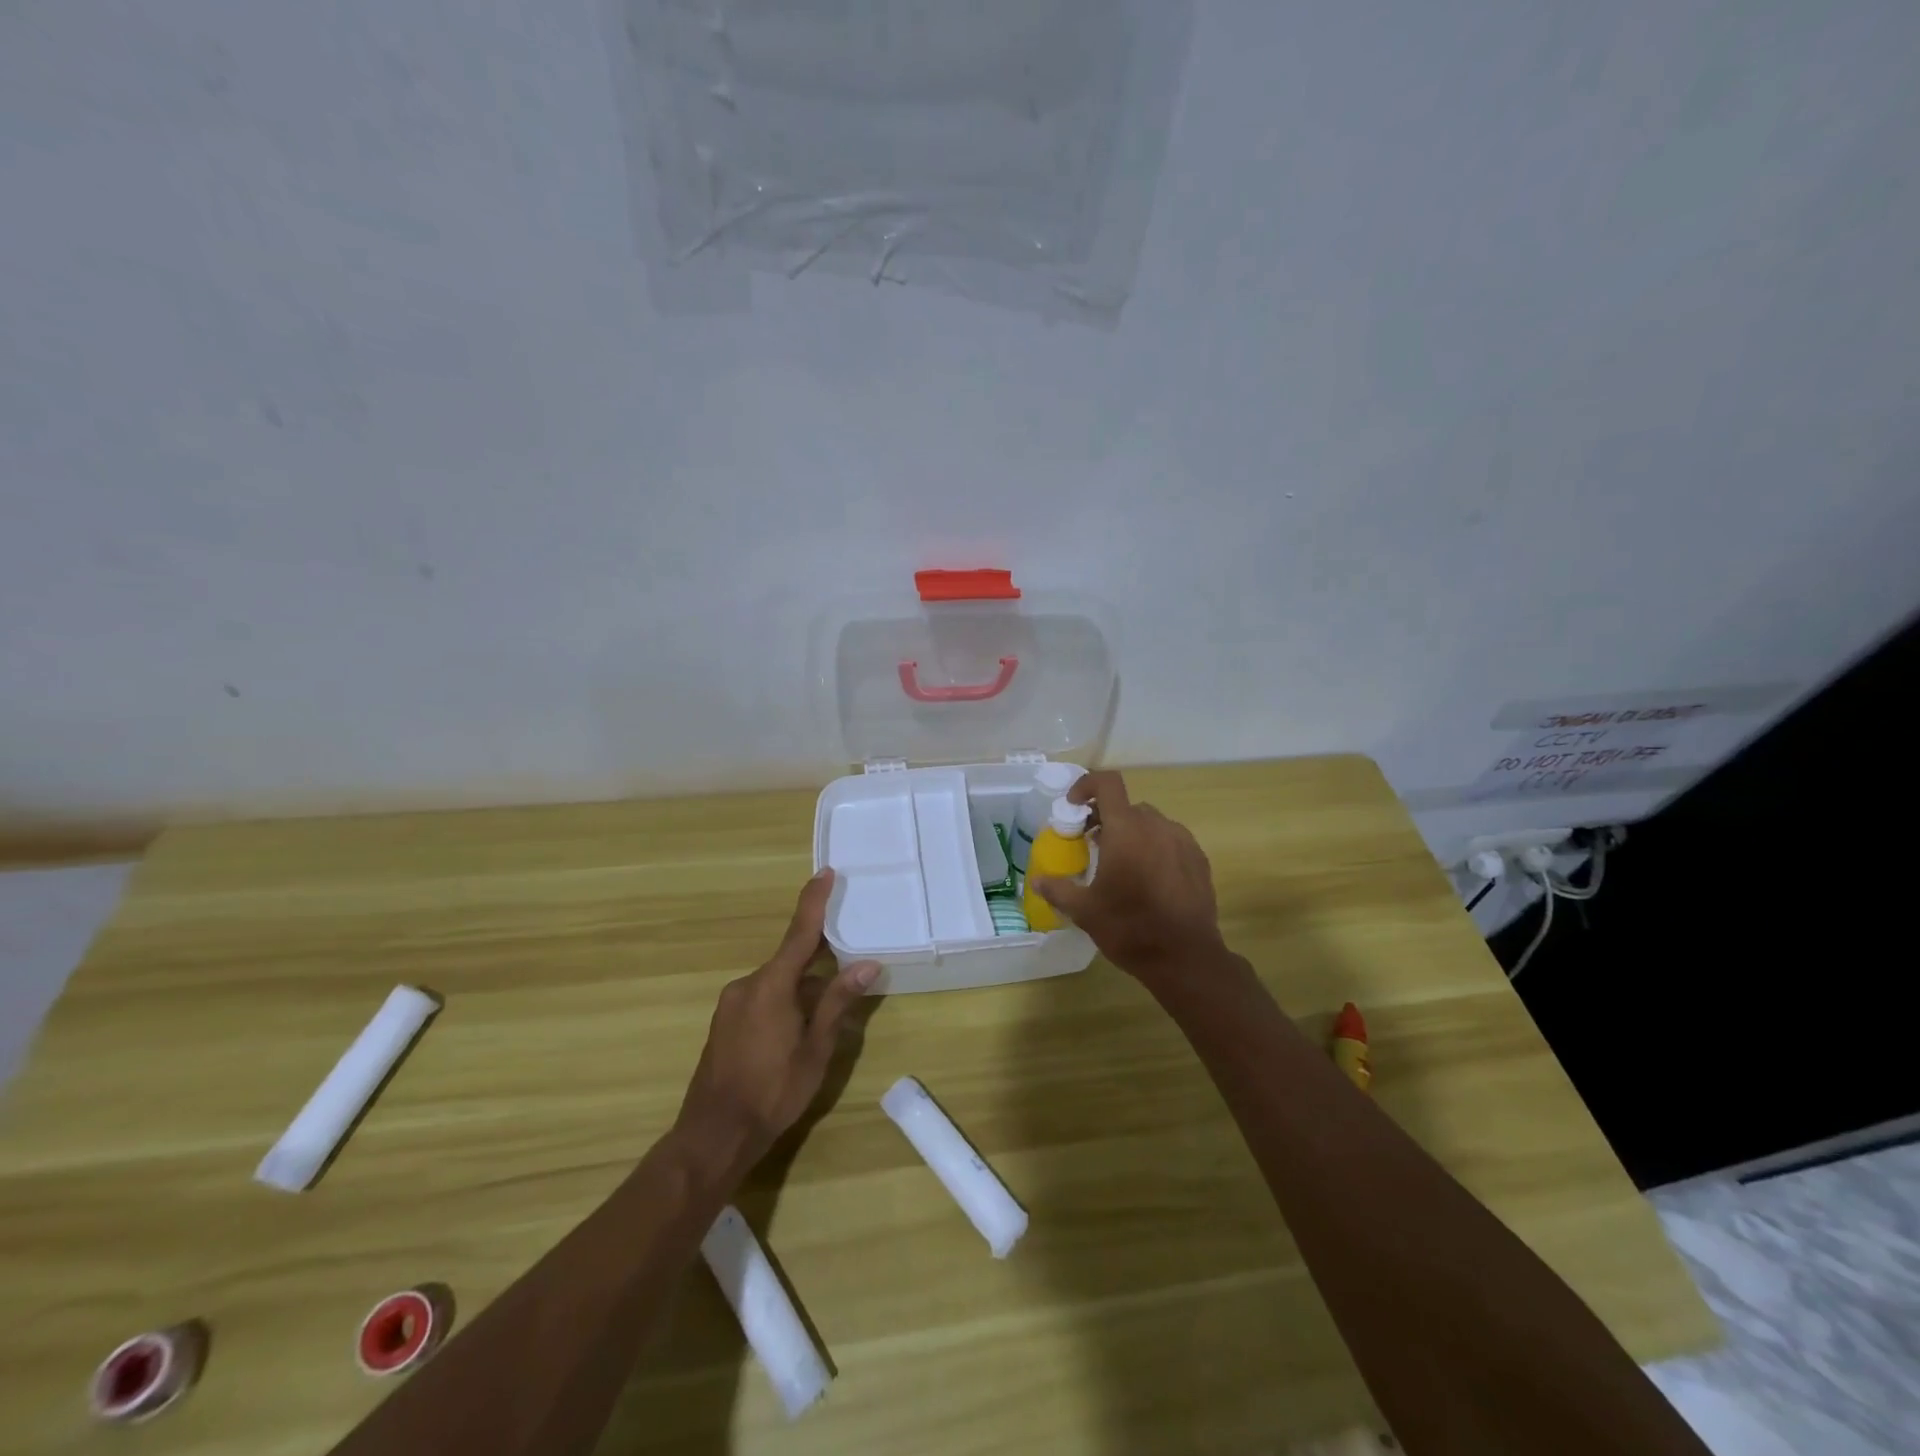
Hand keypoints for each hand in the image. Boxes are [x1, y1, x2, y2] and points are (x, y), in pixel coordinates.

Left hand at [675, 869, 879, 1170]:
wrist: (713, 1135)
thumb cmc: (772, 1092)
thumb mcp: (815, 1050)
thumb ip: (838, 1003)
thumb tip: (867, 965)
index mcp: (771, 985)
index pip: (799, 933)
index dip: (813, 901)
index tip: (825, 873)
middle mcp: (747, 984)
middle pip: (790, 959)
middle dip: (819, 960)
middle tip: (849, 962)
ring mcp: (732, 1003)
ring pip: (778, 982)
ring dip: (803, 987)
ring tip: (828, 1012)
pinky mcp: (725, 1021)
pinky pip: (762, 996)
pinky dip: (785, 1000)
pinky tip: (799, 1028)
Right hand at [1031, 771, 1226, 985]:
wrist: (1185, 958)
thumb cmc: (1129, 929)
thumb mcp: (1084, 911)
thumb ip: (1058, 889)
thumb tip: (1037, 881)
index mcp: (1126, 830)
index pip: (1107, 783)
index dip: (1087, 785)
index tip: (1074, 806)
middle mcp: (1156, 826)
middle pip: (1127, 806)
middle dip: (1106, 818)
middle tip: (1092, 844)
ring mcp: (1182, 841)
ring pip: (1150, 822)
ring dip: (1132, 833)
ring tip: (1121, 864)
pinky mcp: (1199, 859)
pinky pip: (1171, 840)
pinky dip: (1154, 847)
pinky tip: (1149, 879)